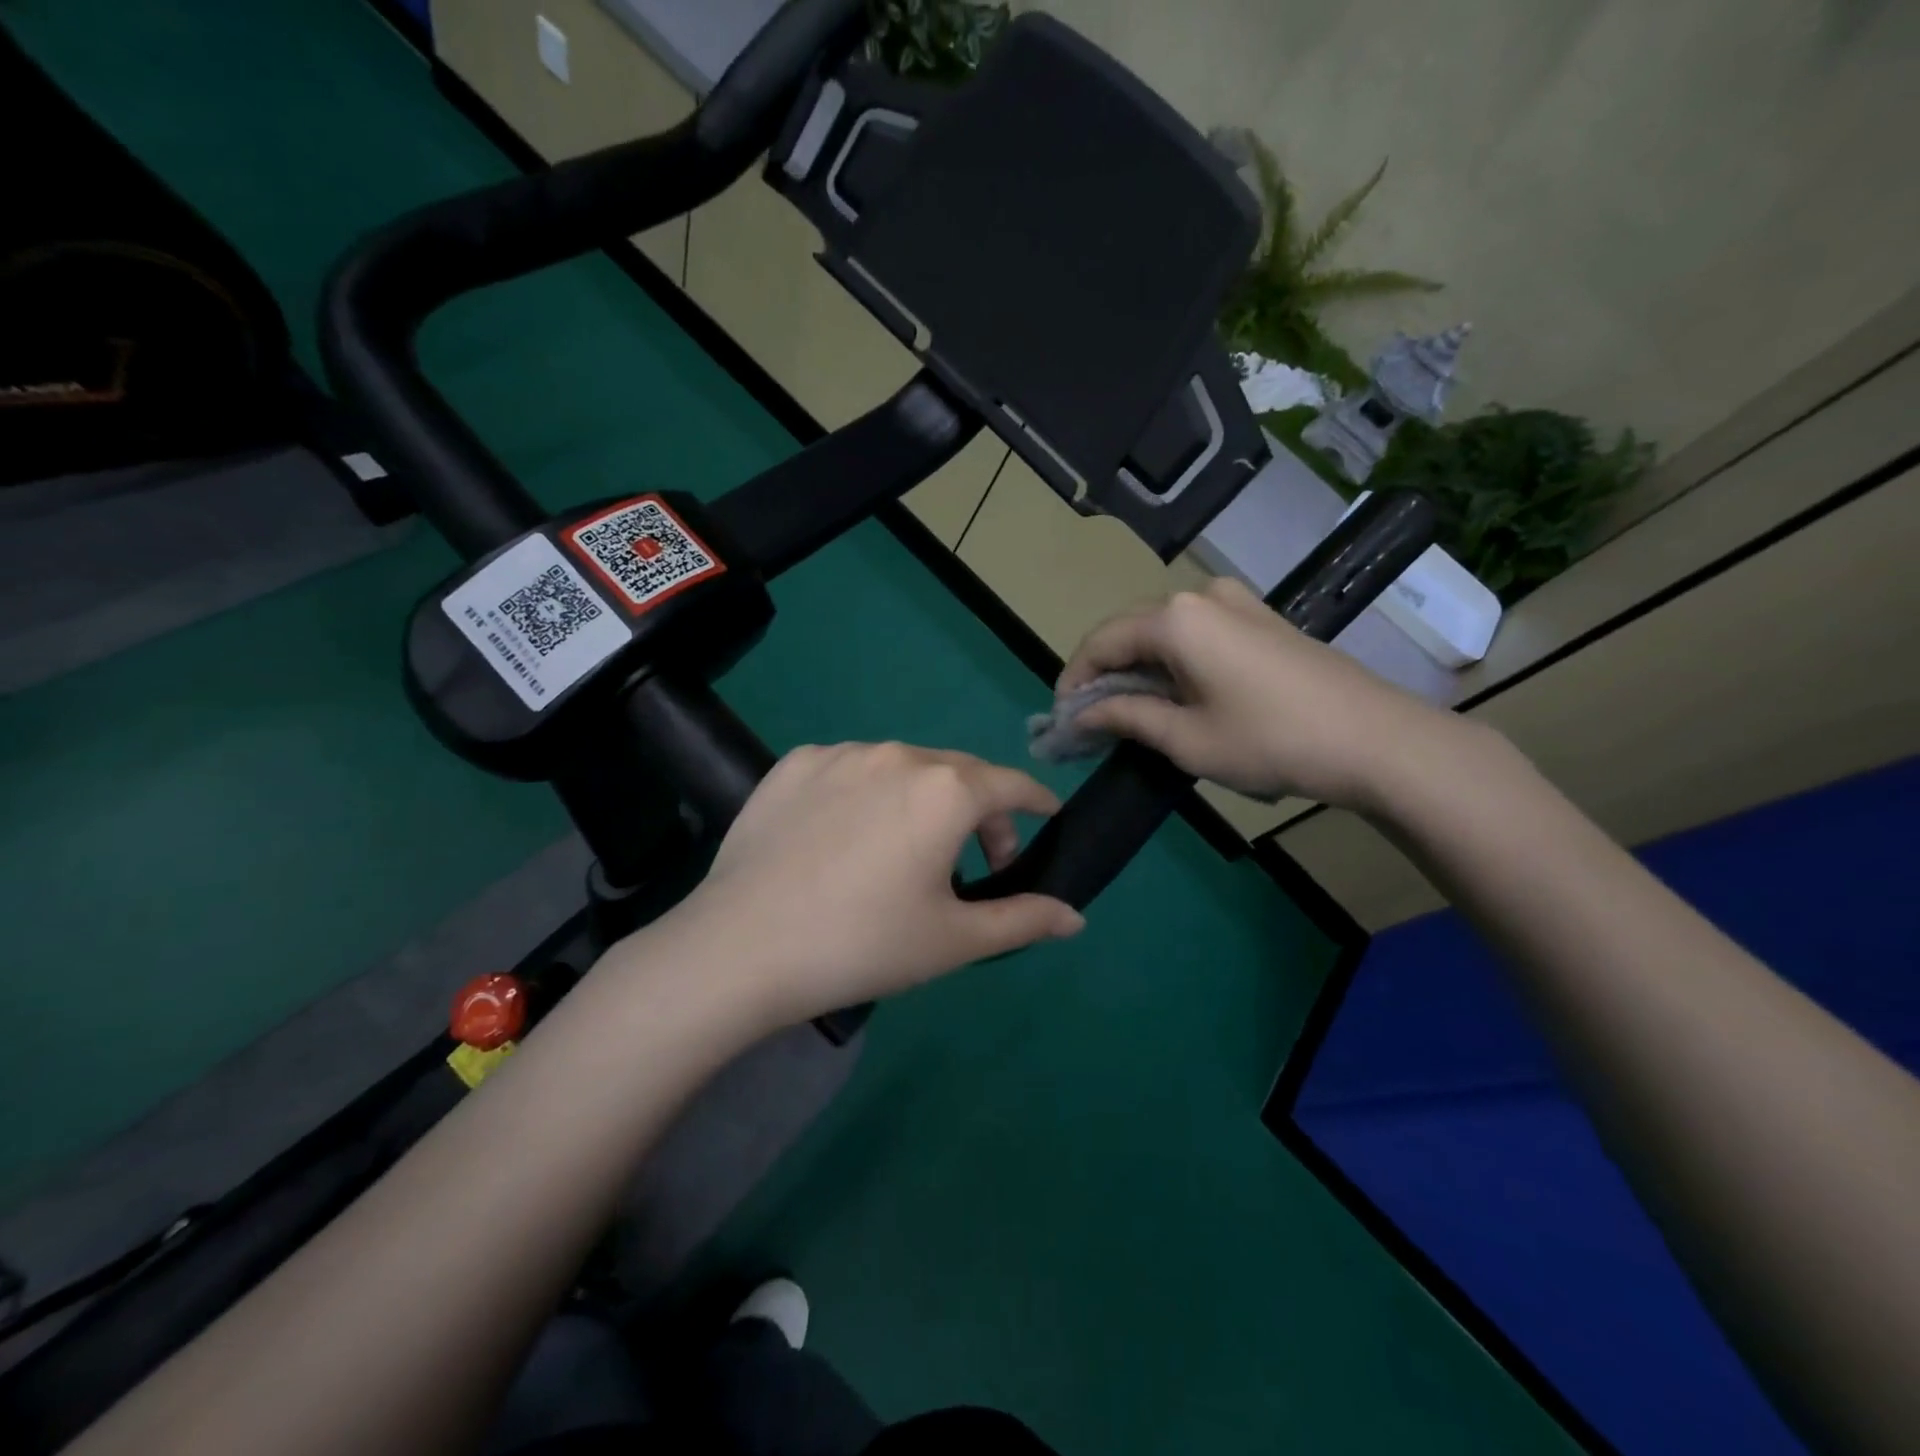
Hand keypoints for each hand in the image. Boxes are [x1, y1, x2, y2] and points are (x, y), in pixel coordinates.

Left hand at [665, 742, 1084, 1028]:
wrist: (741, 948)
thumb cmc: (863, 944)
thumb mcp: (954, 940)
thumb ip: (1023, 919)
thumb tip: (1076, 917)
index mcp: (946, 790)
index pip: (1011, 785)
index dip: (1036, 802)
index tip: (1047, 817)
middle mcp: (898, 754)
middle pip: (959, 774)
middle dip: (980, 812)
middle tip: (977, 862)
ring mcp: (841, 753)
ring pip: (903, 769)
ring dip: (922, 801)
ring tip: (905, 852)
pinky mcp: (794, 763)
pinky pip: (851, 771)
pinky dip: (867, 795)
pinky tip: (845, 837)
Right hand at [1058, 577, 1467, 811]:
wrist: (1375, 739)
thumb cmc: (1270, 741)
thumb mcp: (1186, 739)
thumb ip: (1125, 718)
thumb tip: (1082, 714)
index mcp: (1174, 619)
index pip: (1101, 642)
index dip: (1075, 680)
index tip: (1064, 719)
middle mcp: (1200, 596)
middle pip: (1131, 631)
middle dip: (1105, 674)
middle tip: (1093, 720)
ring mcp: (1237, 601)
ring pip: (1164, 631)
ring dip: (1139, 668)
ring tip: (1132, 712)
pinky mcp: (1261, 618)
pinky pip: (1198, 632)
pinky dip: (1174, 661)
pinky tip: (1177, 694)